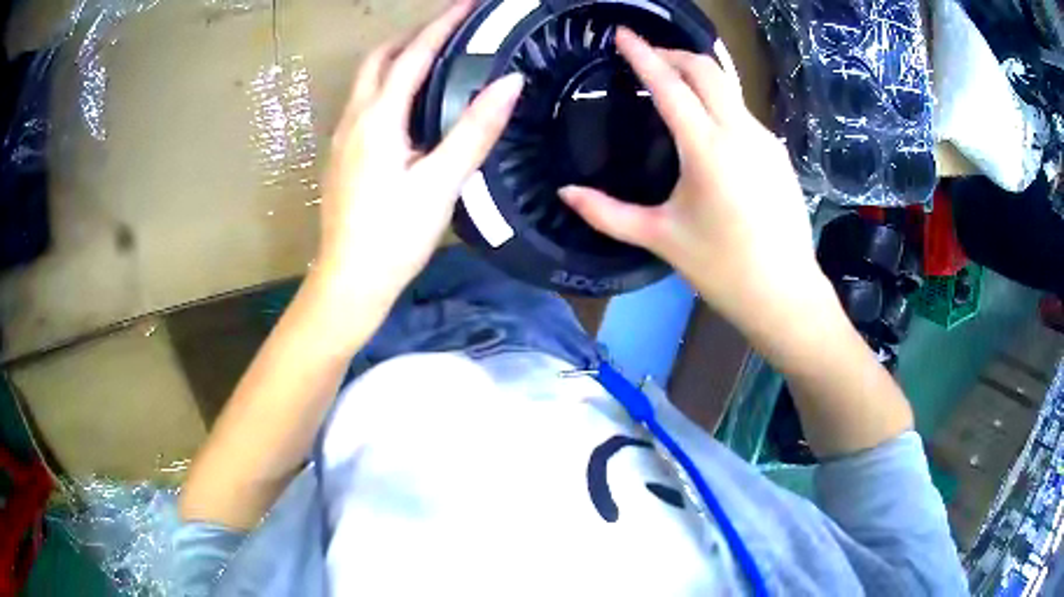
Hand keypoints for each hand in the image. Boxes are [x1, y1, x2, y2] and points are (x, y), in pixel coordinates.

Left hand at [314, 0, 523, 310]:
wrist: (348, 281)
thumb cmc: (394, 236)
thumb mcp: (441, 183)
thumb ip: (475, 129)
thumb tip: (510, 82)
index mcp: (378, 118)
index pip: (414, 54)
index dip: (444, 24)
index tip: (470, 4)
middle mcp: (354, 118)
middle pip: (379, 58)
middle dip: (413, 34)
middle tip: (450, 29)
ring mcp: (341, 137)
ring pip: (366, 80)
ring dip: (396, 57)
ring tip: (432, 55)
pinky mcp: (340, 156)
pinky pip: (362, 102)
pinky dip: (386, 84)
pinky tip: (406, 102)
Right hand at [560, 28, 832, 339]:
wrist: (786, 294)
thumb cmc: (722, 269)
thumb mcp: (660, 238)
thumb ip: (607, 213)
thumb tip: (565, 193)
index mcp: (707, 148)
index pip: (669, 84)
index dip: (642, 54)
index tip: (622, 33)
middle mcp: (740, 131)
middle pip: (707, 69)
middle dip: (673, 54)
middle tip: (646, 58)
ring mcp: (766, 139)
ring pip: (729, 87)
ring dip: (698, 77)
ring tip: (672, 89)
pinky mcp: (779, 153)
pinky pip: (743, 113)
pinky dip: (719, 104)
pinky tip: (707, 128)